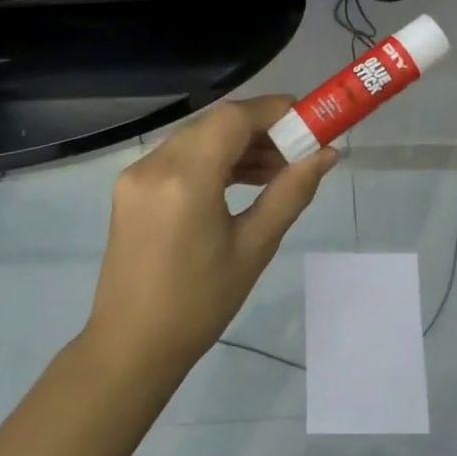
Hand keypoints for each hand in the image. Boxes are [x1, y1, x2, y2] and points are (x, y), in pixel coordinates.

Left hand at [83, 96, 337, 385]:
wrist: (133, 344)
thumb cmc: (200, 304)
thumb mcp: (254, 248)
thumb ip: (290, 193)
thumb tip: (327, 155)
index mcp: (185, 179)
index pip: (233, 119)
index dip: (274, 111)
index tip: (309, 119)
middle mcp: (153, 165)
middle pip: (214, 124)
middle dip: (259, 129)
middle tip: (298, 150)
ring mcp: (135, 176)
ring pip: (195, 139)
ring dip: (236, 145)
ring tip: (277, 170)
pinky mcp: (130, 189)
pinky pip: (177, 158)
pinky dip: (211, 160)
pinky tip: (242, 180)